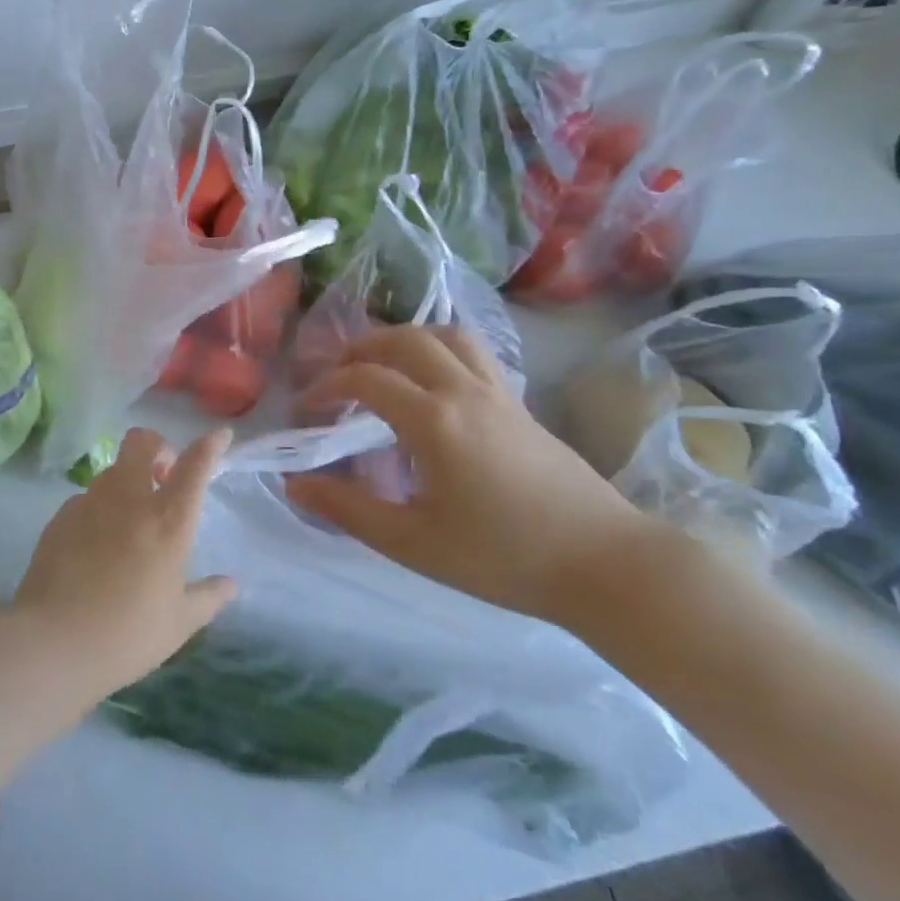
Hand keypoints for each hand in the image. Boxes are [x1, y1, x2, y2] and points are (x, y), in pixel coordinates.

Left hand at [10, 427, 236, 704]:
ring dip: (127, 479)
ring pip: (112, 469)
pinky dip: (99, 507)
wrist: (52, 643)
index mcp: (167, 523)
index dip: (209, 445)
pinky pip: (86, 497)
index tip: (219, 436)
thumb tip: (231, 585)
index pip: (193, 467)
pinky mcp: (60, 517)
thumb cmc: (127, 636)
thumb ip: (208, 597)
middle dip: (157, 447)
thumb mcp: (178, 623)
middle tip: (162, 478)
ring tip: (130, 518)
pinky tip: (96, 542)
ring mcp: (89, 504)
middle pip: (141, 443)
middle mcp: (128, 501)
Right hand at [283, 326, 663, 623]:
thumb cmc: (502, 557)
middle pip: (406, 339)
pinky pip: (474, 353)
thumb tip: (293, 484)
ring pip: (447, 335)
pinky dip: (440, 350)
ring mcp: (499, 393)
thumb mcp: (412, 542)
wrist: (606, 565)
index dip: (327, 387)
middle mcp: (464, 391)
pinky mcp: (521, 405)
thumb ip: (348, 509)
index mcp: (434, 420)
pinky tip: (434, 385)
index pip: (366, 378)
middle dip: (362, 347)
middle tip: (338, 375)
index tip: (307, 410)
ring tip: (384, 366)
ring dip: (406, 339)